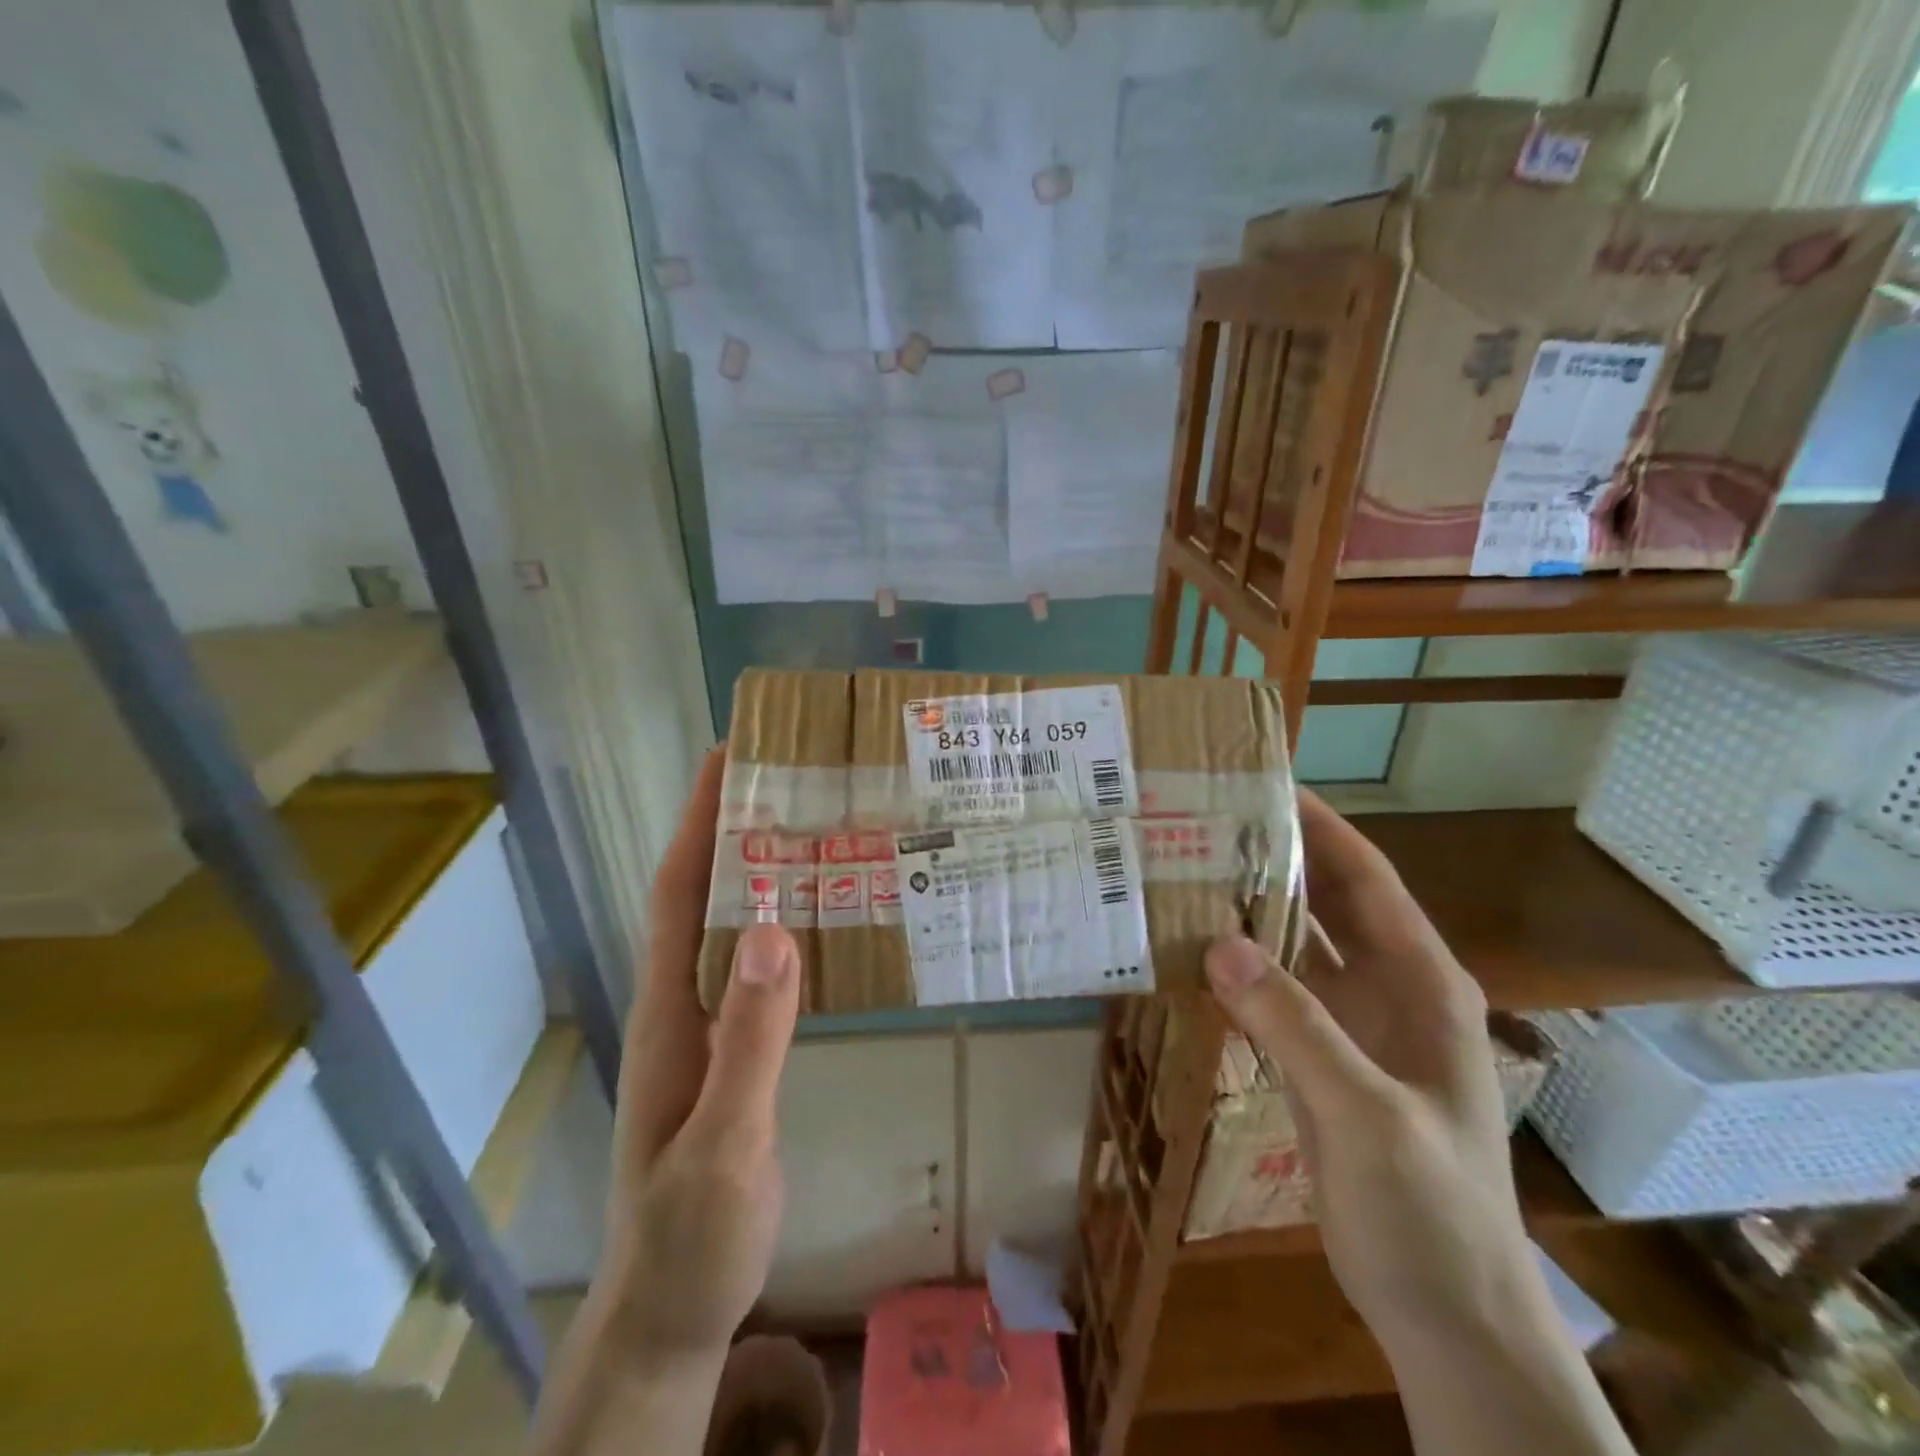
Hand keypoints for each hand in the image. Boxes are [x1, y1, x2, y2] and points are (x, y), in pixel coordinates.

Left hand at [601, 748, 802, 1360]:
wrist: (673, 1312)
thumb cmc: (691, 1235)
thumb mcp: (725, 1142)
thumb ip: (749, 1039)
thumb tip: (771, 928)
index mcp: (669, 1010)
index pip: (676, 892)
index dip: (695, 821)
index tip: (725, 757)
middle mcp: (681, 1003)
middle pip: (700, 895)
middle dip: (730, 827)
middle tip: (789, 777)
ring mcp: (706, 1028)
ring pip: (728, 927)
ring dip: (757, 870)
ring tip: (813, 827)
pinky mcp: (732, 1051)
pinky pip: (755, 966)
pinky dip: (780, 925)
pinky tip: (819, 920)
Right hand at [1203, 789, 1530, 1349]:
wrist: (1448, 1317)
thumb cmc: (1431, 1212)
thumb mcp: (1366, 1114)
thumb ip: (1295, 1026)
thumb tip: (1217, 943)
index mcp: (1421, 983)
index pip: (1366, 880)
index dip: (1320, 828)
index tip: (1261, 785)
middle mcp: (1388, 990)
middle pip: (1327, 903)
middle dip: (1274, 859)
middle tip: (1203, 822)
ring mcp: (1354, 1026)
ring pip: (1296, 947)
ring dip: (1251, 911)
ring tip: (1186, 872)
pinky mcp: (1322, 1059)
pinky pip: (1276, 994)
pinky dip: (1239, 969)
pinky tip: (1192, 953)